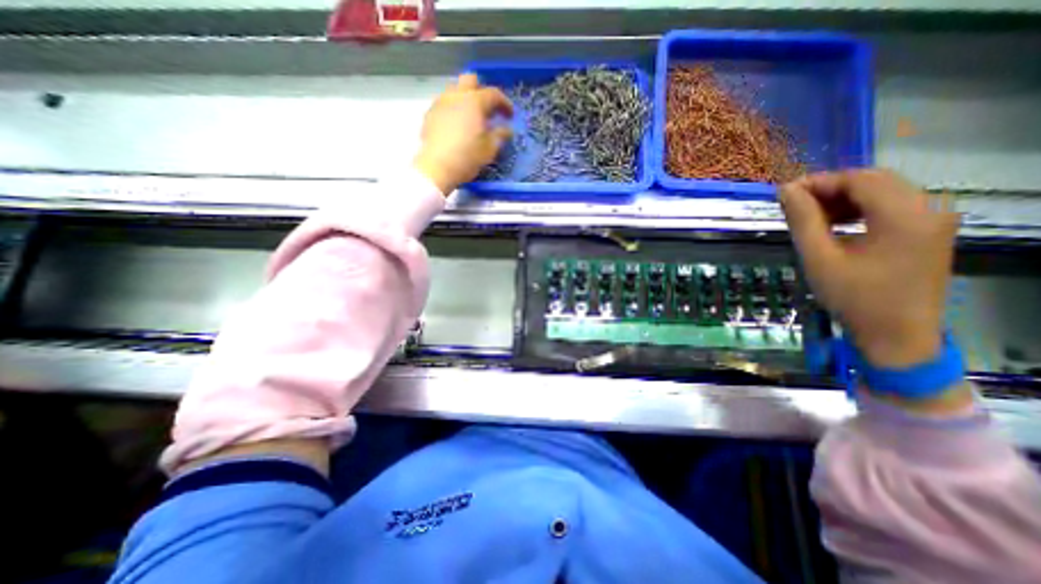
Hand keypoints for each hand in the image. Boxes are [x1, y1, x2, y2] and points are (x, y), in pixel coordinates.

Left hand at [413, 73, 514, 193]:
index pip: (494, 94)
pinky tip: (456, 126)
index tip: (509, 115)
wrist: (437, 168)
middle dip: (482, 91)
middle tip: (487, 109)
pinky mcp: (430, 114)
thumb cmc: (467, 157)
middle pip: (470, 80)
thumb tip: (507, 130)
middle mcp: (456, 96)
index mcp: (474, 102)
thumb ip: (500, 135)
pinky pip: (444, 104)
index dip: (504, 103)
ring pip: (454, 90)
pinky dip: (453, 109)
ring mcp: (440, 103)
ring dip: (465, 99)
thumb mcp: (489, 149)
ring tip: (471, 117)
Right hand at [780, 170, 957, 368]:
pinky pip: (891, 207)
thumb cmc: (853, 298)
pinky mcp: (928, 232)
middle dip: (830, 188)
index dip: (819, 182)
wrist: (896, 335)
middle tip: (794, 205)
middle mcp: (930, 209)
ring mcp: (934, 220)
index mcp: (905, 216)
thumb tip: (786, 191)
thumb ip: (803, 221)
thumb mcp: (819, 259)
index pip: (860, 179)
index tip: (785, 195)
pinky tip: (835, 225)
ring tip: (810, 216)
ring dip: (843, 199)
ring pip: (883, 192)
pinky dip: (859, 209)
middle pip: (875, 181)